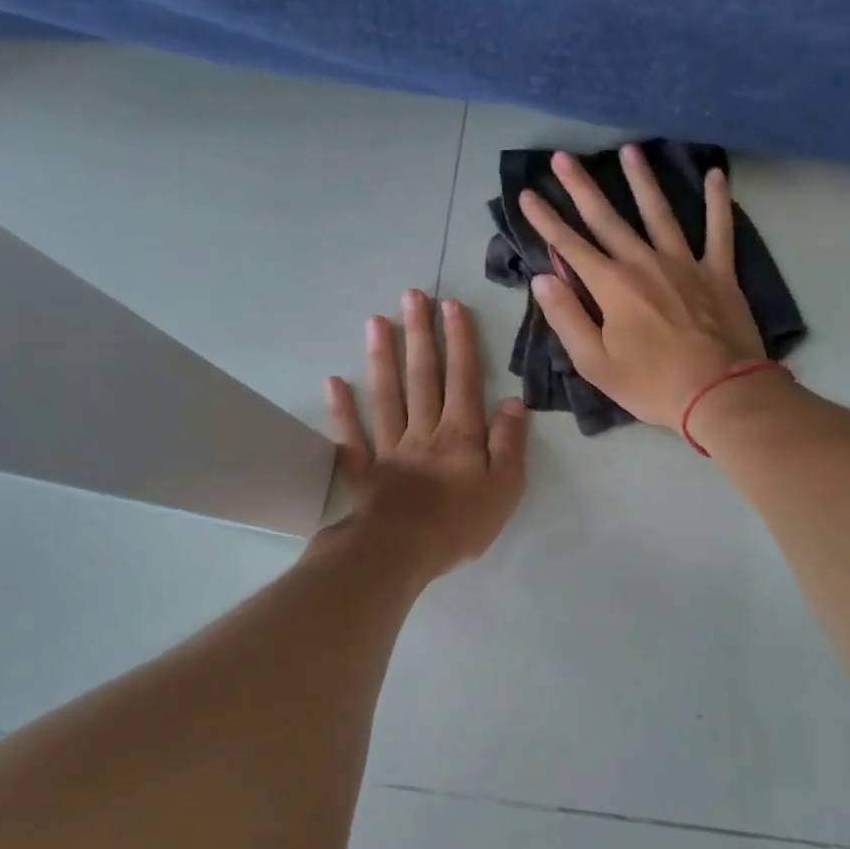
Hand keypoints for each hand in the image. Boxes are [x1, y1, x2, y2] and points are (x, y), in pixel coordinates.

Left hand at [325, 289, 528, 576]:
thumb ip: (510, 443)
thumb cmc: (461, 522)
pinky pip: (352, 438)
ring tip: (377, 321)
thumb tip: (514, 402)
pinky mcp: (364, 473)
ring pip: (386, 397)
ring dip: (382, 358)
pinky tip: (334, 382)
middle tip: (412, 296)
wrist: (403, 552)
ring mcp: (390, 450)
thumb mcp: (505, 486)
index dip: (460, 342)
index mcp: (460, 435)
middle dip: (420, 335)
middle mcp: (424, 432)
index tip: (452, 306)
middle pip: (422, 377)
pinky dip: (342, 411)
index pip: (463, 379)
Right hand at [519, 146, 766, 430]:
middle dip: (581, 187)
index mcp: (612, 286)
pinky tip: (715, 174)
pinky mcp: (719, 273)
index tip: (527, 194)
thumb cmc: (652, 385)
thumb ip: (567, 318)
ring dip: (642, 180)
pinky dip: (718, 201)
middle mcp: (645, 263)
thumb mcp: (596, 364)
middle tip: (563, 156)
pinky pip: (719, 229)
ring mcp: (685, 264)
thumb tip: (542, 279)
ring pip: (659, 212)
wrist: (720, 394)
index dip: (545, 220)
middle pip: (607, 218)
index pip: (569, 246)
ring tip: (629, 150)